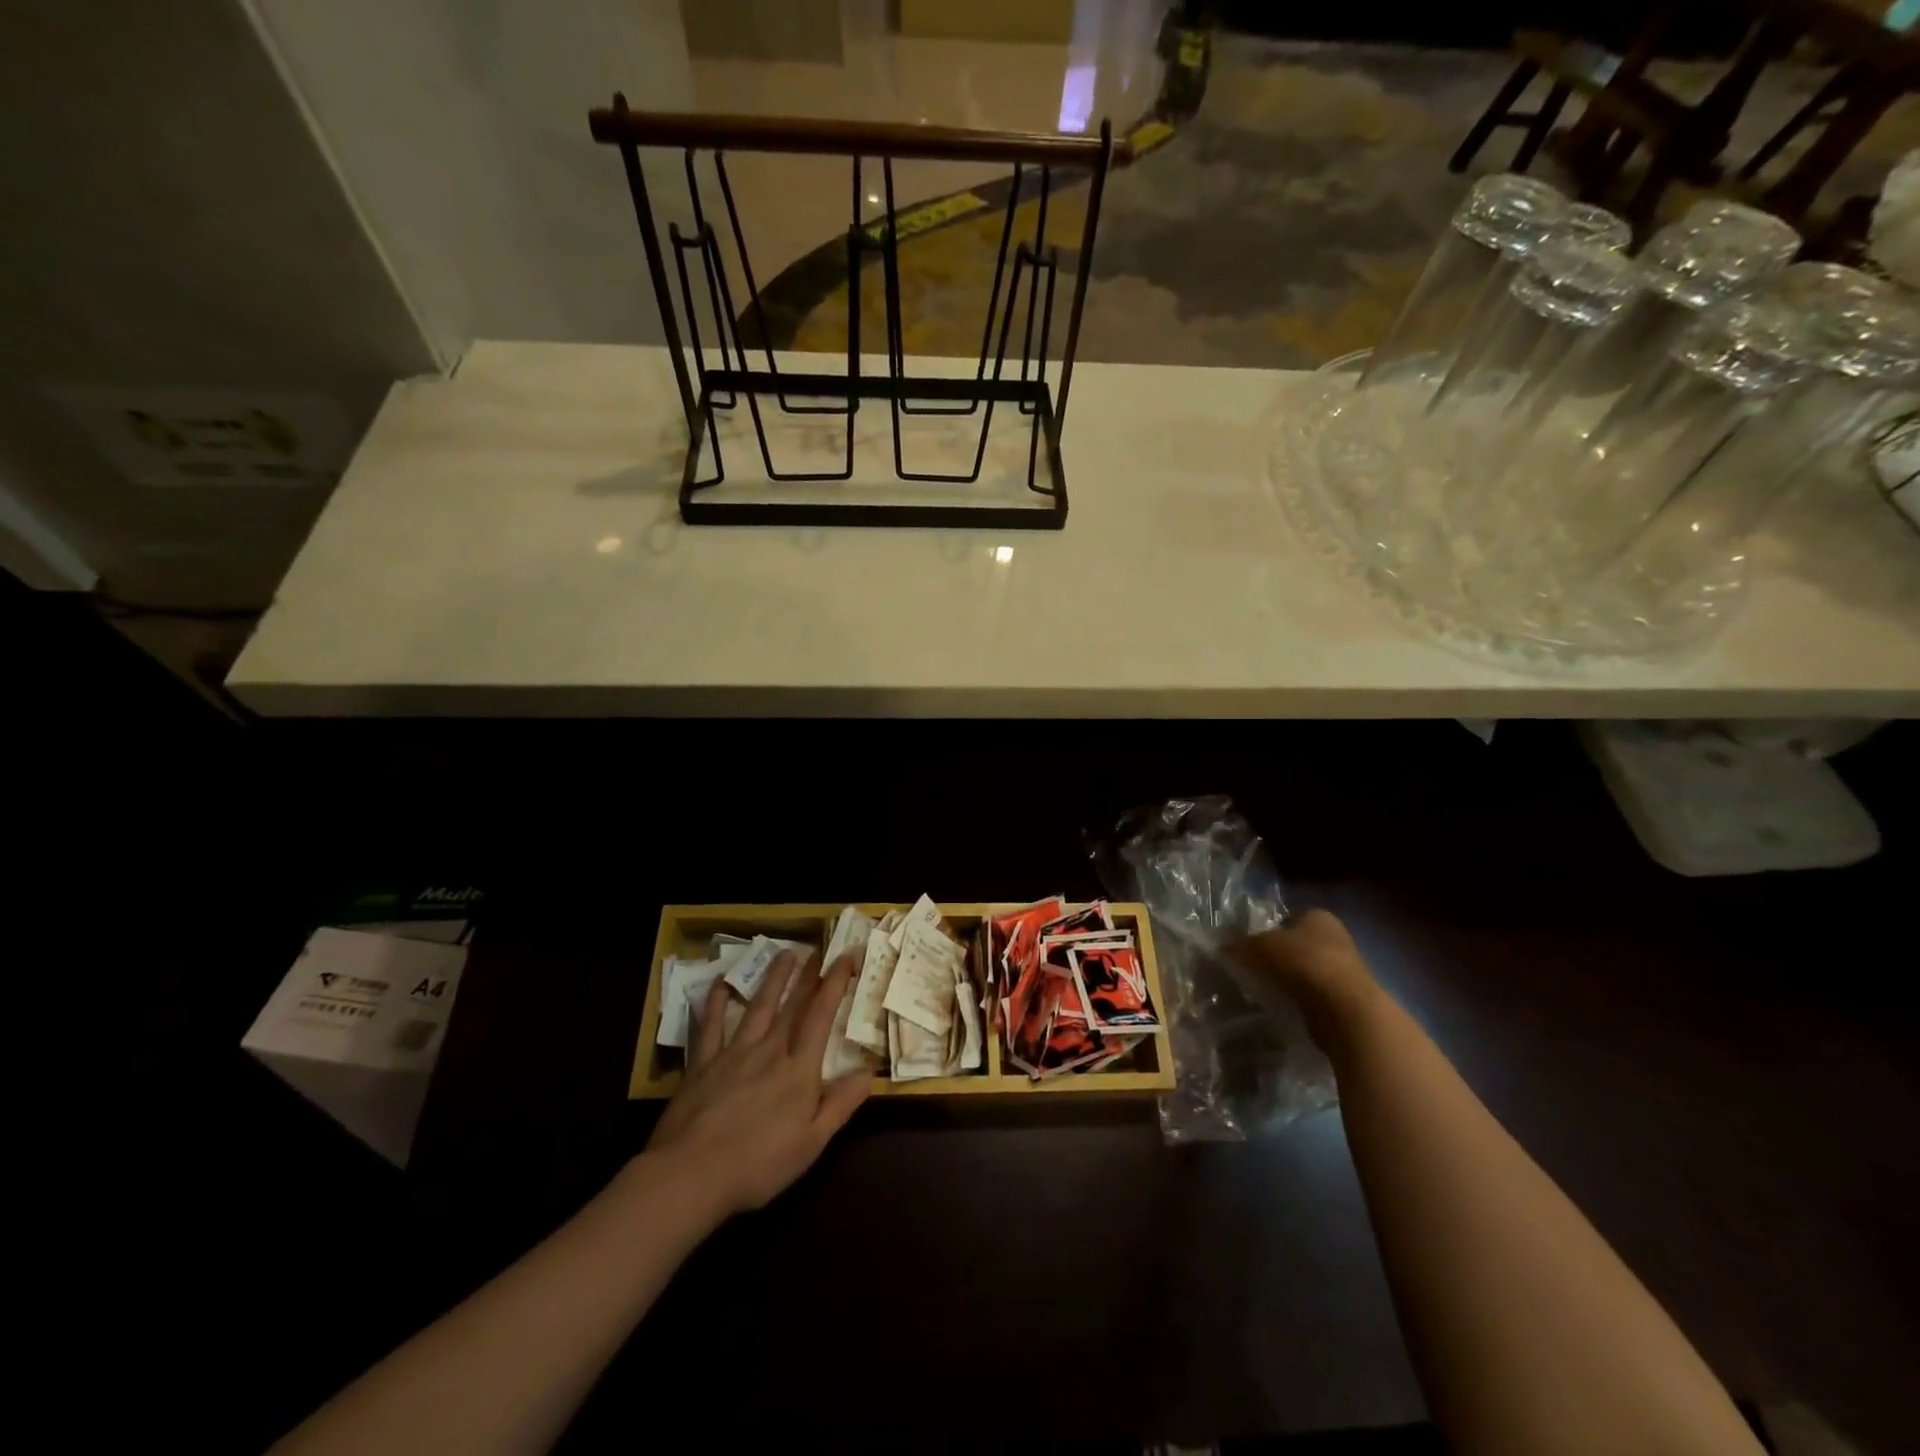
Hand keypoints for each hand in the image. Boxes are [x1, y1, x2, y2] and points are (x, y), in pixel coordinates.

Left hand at [645, 950, 870, 1219]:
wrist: (690, 1175)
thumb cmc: (758, 1165)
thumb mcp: (812, 1143)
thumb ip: (841, 1103)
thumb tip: (870, 1070)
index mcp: (798, 1070)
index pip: (822, 1016)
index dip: (835, 983)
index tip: (847, 956)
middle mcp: (769, 1051)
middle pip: (792, 1005)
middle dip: (808, 975)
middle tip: (818, 948)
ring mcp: (733, 1053)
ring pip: (758, 1007)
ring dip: (773, 979)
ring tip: (784, 954)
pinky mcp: (702, 1064)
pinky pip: (711, 1025)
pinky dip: (717, 1002)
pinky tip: (721, 984)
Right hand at [1233, 909, 1378, 1049]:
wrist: (1344, 1008)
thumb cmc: (1302, 963)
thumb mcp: (1259, 947)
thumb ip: (1239, 945)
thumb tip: (1221, 948)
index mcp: (1317, 915)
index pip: (1286, 918)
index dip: (1266, 931)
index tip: (1251, 949)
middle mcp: (1335, 936)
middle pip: (1297, 945)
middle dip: (1278, 957)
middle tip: (1255, 970)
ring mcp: (1345, 968)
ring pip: (1306, 970)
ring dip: (1289, 980)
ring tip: (1267, 991)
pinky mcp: (1347, 997)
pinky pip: (1315, 993)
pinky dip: (1301, 999)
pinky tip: (1286, 1006)